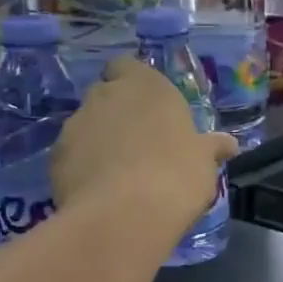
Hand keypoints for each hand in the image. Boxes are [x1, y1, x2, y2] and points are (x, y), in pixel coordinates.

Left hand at [51, 58, 236, 239]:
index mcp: (146, 85)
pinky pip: (72, 154)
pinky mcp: (55, 156)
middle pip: (107, 94)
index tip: (149, 107)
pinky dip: (82, 166)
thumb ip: (211, 147)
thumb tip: (228, 144)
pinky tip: (99, 190)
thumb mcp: (204, 161)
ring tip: (118, 172)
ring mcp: (76, 124)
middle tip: (139, 142)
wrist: (123, 215)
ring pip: (86, 124)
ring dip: (99, 139)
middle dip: (118, 112)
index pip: (128, 66)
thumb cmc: (176, 174)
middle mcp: (107, 95)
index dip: (134, 83)